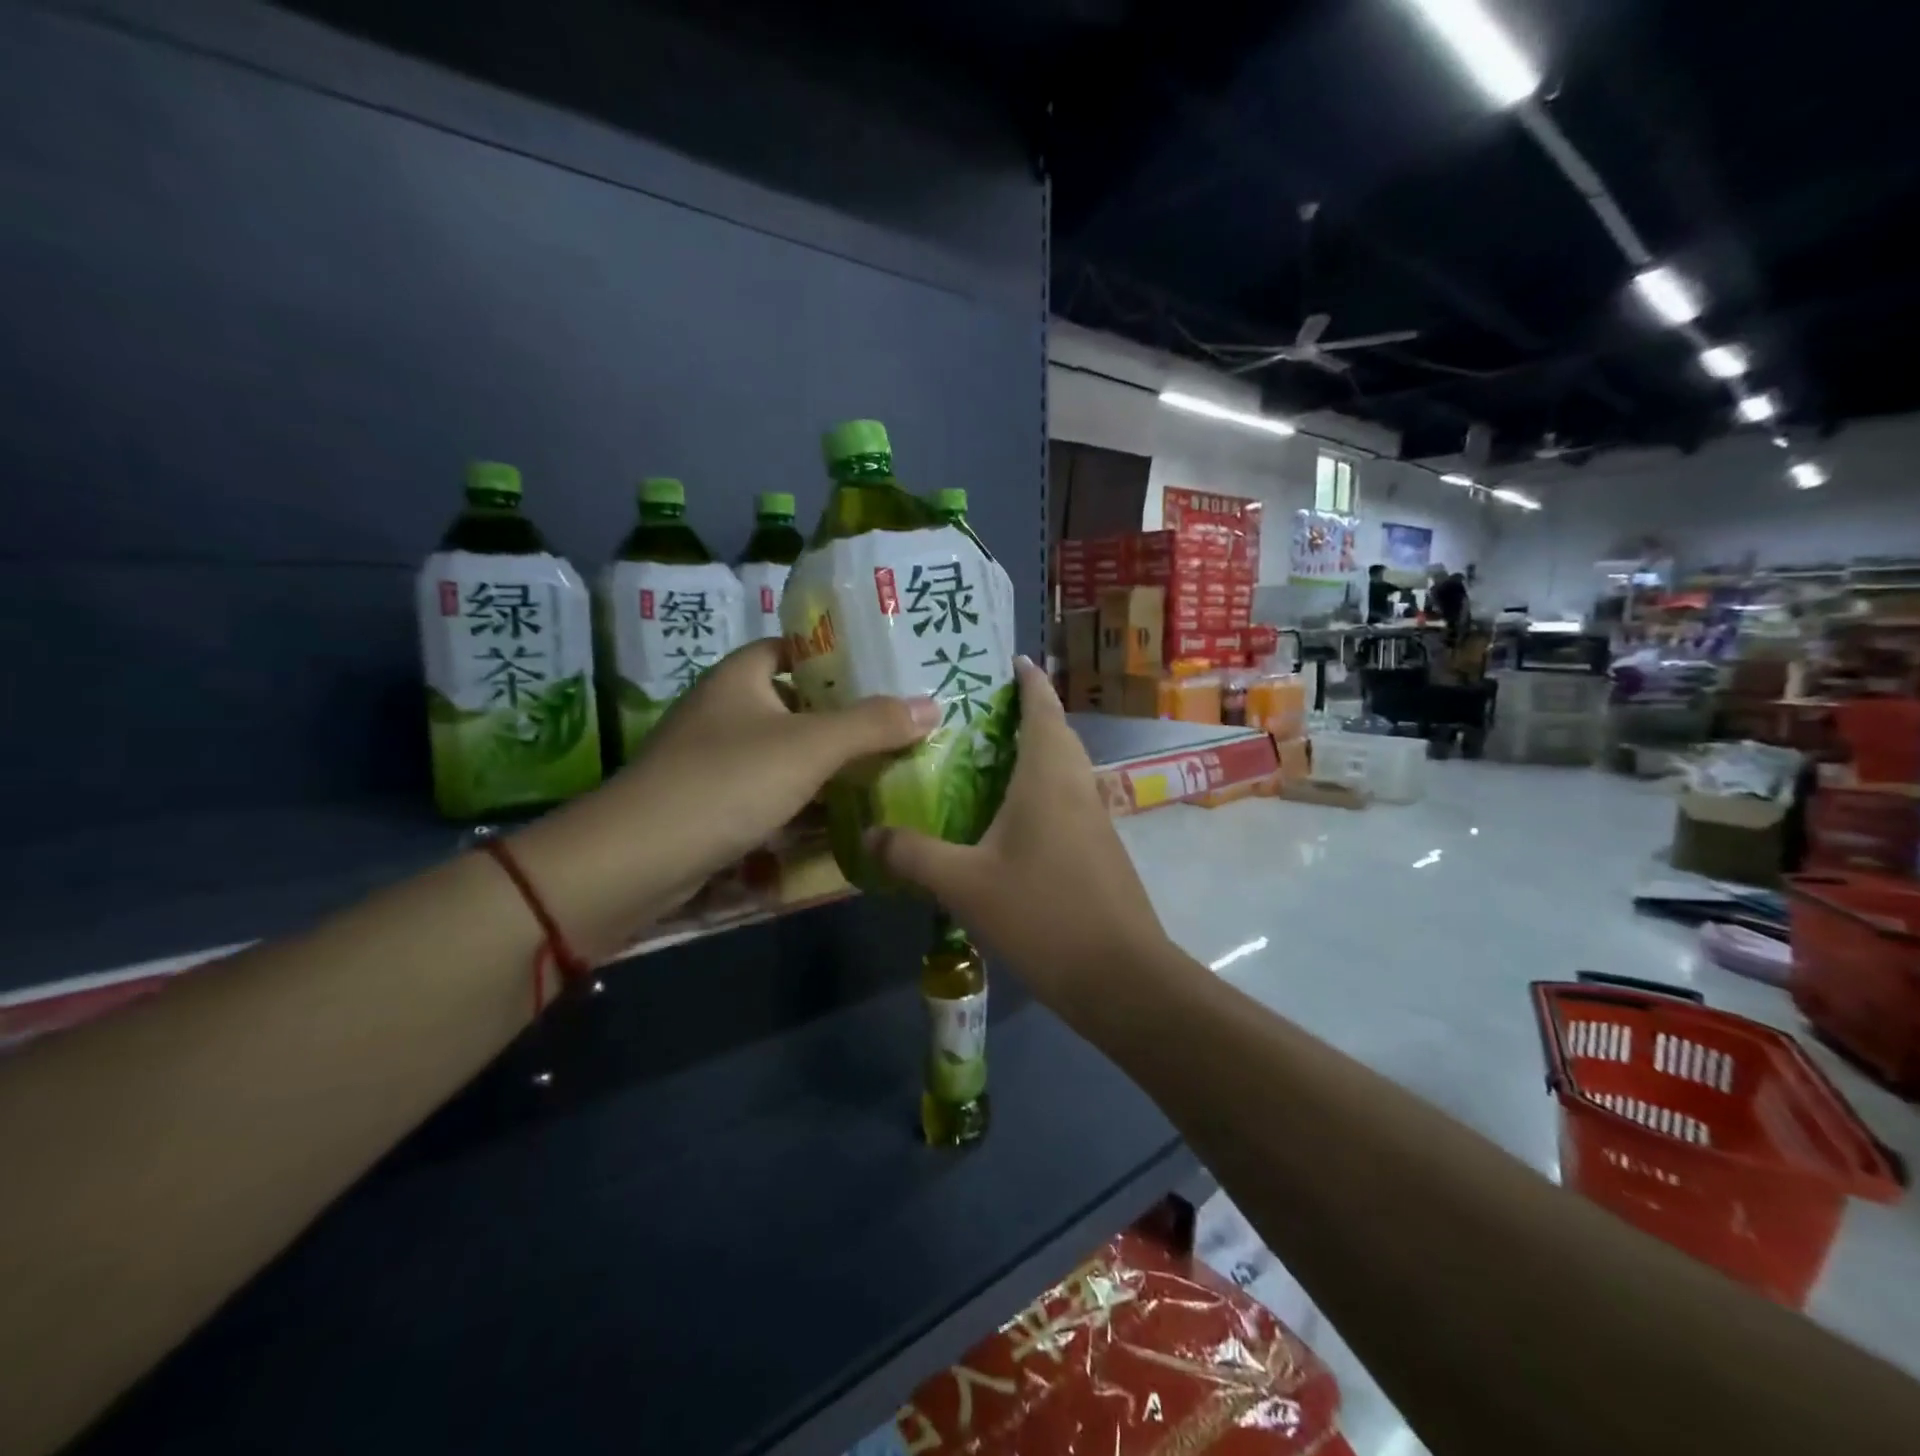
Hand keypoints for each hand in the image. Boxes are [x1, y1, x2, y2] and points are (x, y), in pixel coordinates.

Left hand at [514, 639, 935, 954]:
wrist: (637, 859)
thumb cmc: (727, 781)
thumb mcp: (810, 747)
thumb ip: (872, 725)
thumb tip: (932, 705)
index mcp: (741, 676)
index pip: (794, 647)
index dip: (838, 655)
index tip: (888, 670)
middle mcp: (726, 710)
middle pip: (797, 703)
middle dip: (846, 717)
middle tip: (902, 725)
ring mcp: (716, 760)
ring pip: (786, 754)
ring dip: (829, 765)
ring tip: (888, 769)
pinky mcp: (714, 806)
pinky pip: (771, 794)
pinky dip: (804, 803)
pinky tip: (845, 817)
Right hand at [868, 658, 1171, 1015]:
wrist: (1121, 977)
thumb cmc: (1043, 914)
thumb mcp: (965, 885)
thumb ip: (914, 855)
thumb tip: (869, 834)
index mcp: (1049, 777)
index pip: (1042, 707)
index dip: (1029, 680)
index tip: (1010, 660)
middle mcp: (1078, 785)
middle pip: (1057, 732)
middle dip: (1027, 712)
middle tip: (979, 710)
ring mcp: (1096, 818)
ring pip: (1065, 767)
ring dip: (1036, 751)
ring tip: (989, 755)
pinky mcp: (1100, 848)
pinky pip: (1068, 798)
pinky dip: (1042, 788)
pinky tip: (1011, 815)